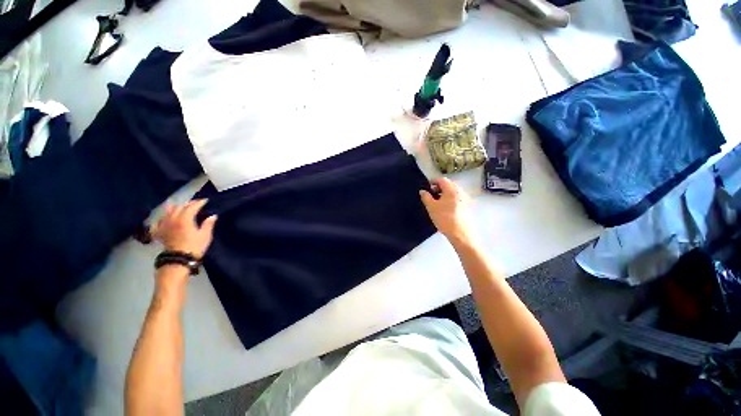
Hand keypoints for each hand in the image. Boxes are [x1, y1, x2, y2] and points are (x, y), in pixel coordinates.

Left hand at [152, 200, 217, 257]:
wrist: (179, 259)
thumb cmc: (195, 247)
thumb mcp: (205, 235)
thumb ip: (208, 224)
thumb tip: (213, 215)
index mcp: (185, 219)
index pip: (192, 207)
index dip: (199, 202)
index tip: (205, 200)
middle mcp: (173, 219)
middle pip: (179, 207)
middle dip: (188, 203)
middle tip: (196, 203)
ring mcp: (164, 225)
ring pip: (167, 211)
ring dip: (174, 207)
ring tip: (179, 206)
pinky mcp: (159, 232)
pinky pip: (158, 221)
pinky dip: (162, 217)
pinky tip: (164, 218)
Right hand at [419, 178, 470, 241]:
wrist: (460, 233)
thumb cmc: (444, 218)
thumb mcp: (431, 207)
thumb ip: (426, 197)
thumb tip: (422, 191)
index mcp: (452, 189)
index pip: (442, 180)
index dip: (434, 181)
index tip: (428, 185)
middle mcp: (460, 192)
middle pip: (449, 184)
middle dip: (440, 187)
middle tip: (432, 193)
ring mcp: (465, 199)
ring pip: (454, 191)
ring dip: (445, 192)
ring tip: (437, 200)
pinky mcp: (467, 206)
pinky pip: (457, 197)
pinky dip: (450, 198)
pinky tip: (445, 207)